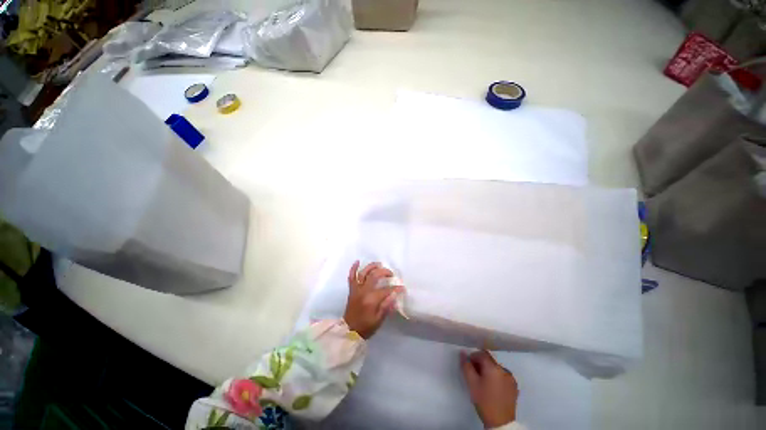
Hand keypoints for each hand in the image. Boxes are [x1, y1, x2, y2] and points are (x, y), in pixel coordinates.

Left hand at [344, 261, 403, 338]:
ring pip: (363, 273)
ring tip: (379, 264)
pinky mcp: (352, 289)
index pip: (386, 290)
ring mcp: (356, 289)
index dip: (395, 288)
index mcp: (371, 299)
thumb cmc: (365, 327)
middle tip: (391, 274)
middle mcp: (363, 291)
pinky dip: (353, 268)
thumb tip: (395, 295)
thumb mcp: (379, 320)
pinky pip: (351, 277)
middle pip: (374, 276)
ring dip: (371, 266)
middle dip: (384, 272)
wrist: (348, 331)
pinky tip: (357, 261)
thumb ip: (386, 306)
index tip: (402, 288)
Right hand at [460, 350, 518, 428]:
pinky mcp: (514, 387)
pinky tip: (492, 388)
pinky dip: (496, 378)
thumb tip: (463, 353)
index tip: (469, 366)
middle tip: (474, 375)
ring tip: (483, 383)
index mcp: (494, 367)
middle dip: (480, 364)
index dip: (473, 357)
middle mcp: (504, 370)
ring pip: (496, 368)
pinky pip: (503, 376)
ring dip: (488, 371)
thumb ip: (466, 366)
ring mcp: (511, 378)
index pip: (482, 353)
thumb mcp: (471, 383)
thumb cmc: (484, 401)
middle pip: (490, 360)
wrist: (501, 423)